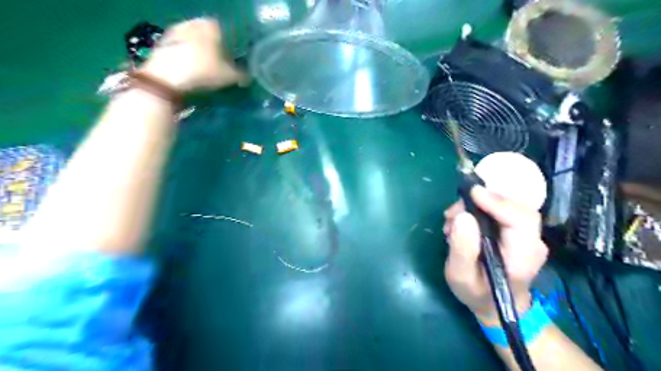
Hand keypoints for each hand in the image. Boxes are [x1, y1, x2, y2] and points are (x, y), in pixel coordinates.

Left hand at [138, 18, 247, 92]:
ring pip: (194, 42)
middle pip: (208, 35)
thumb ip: (242, 75)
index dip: (232, 45)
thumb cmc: (204, 72)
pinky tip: (191, 71)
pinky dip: (187, 58)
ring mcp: (176, 32)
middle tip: (221, 64)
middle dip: (215, 48)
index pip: (226, 31)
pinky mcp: (163, 44)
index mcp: (211, 25)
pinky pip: (182, 50)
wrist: (167, 79)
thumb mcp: (230, 77)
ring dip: (200, 53)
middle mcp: (193, 23)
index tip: (235, 58)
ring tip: (206, 69)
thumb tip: (248, 77)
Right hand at [444, 185, 547, 323]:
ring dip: (474, 206)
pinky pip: (499, 210)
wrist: (493, 305)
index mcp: (524, 255)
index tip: (471, 194)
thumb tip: (463, 216)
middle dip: (479, 203)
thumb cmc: (478, 293)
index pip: (521, 218)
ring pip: (504, 205)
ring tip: (451, 222)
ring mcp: (526, 235)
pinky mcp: (515, 231)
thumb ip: (462, 248)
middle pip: (513, 207)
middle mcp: (531, 241)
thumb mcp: (461, 276)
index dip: (497, 202)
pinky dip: (477, 210)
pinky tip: (460, 223)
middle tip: (451, 214)